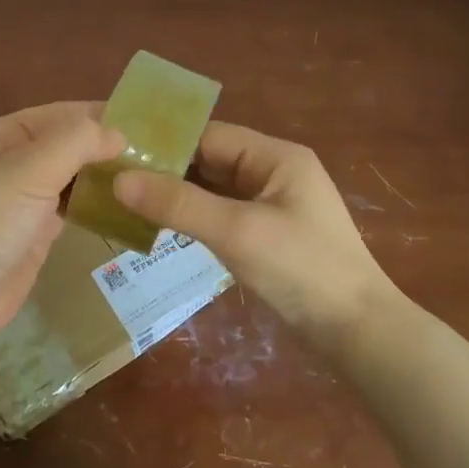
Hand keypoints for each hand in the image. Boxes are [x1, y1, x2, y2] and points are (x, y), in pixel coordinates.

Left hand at [0, 103, 125, 362]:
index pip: (56, 114)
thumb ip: (76, 143)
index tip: (144, 119)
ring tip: (148, 174)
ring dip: (101, 176)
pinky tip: (125, 204)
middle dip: (103, 146)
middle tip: (154, 151)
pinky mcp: (32, 233)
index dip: (97, 114)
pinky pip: (69, 209)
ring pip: (69, 178)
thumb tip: (118, 134)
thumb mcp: (29, 171)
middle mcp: (7, 163)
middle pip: (64, 145)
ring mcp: (20, 200)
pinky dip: (94, 204)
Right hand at [113, 122, 395, 340]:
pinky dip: (192, 218)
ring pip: (212, 190)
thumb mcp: (237, 231)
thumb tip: (119, 181)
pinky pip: (220, 215)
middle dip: (165, 170)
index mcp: (275, 157)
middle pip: (209, 160)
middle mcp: (273, 172)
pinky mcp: (266, 235)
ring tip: (124, 201)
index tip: (117, 153)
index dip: (164, 142)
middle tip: (111, 179)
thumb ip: (178, 204)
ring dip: (176, 196)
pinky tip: (159, 226)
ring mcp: (271, 205)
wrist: (357, 332)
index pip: (209, 136)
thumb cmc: (301, 269)